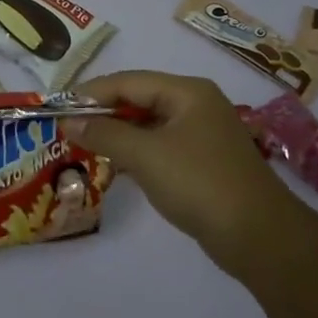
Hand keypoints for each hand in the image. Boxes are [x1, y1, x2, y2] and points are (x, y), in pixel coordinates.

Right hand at [67, 70, 286, 273]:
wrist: (259, 236)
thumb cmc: (199, 183)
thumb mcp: (145, 155)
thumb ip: (104, 134)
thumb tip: (68, 121)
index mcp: (187, 92)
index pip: (128, 81)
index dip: (91, 93)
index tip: (58, 107)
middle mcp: (196, 105)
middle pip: (139, 99)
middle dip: (103, 113)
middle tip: (67, 126)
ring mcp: (202, 134)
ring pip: (148, 124)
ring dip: (117, 134)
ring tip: (82, 144)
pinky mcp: (203, 162)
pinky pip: (160, 146)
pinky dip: (135, 152)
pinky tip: (114, 165)